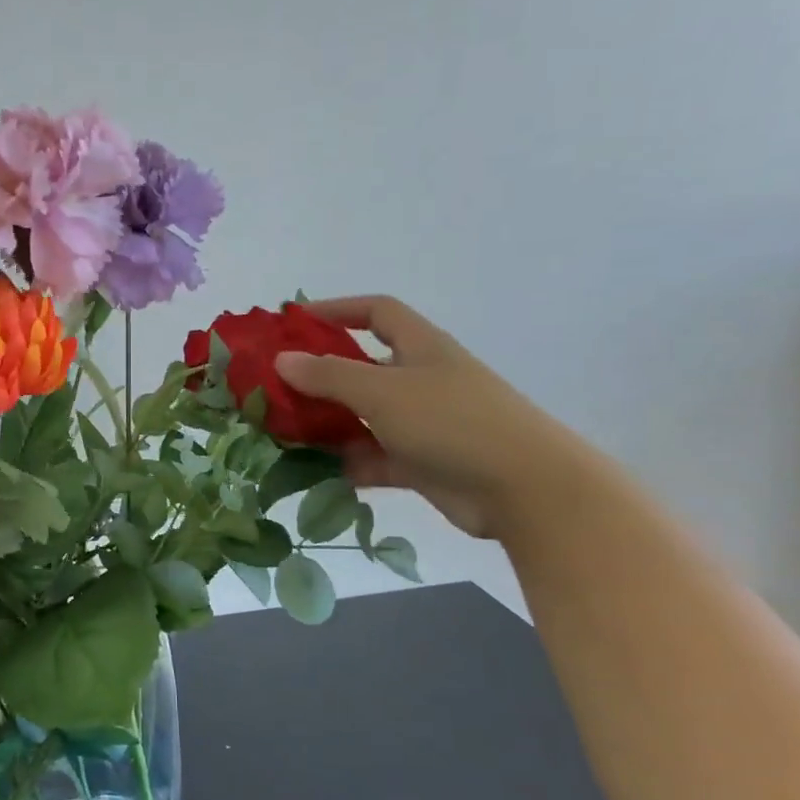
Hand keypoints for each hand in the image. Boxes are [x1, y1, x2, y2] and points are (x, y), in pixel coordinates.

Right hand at [275, 296, 591, 538]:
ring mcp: (423, 424)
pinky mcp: (423, 463)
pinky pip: (375, 458)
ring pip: (364, 417)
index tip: (296, 321)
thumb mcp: (383, 392)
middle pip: (362, 368)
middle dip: (320, 376)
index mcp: (420, 348)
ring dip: (329, 425)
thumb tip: (282, 360)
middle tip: (274, 389)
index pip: (377, 313)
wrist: (525, 489)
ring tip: (284, 435)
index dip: (338, 309)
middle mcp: (421, 381)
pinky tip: (316, 473)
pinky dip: (349, 464)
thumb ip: (329, 376)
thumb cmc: (452, 422)